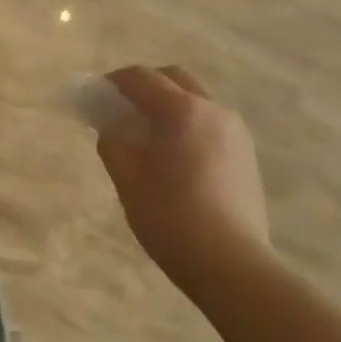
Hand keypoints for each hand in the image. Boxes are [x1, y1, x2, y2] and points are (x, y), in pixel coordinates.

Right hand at [97, 66, 272, 307]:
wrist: (231, 263)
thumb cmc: (171, 218)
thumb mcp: (128, 180)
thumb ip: (113, 143)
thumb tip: (112, 129)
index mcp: (182, 111)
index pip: (141, 78)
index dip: (113, 82)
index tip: (95, 95)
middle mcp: (213, 110)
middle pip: (174, 79)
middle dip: (145, 86)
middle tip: (121, 109)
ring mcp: (235, 131)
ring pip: (196, 101)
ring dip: (168, 105)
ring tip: (147, 135)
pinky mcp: (246, 154)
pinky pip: (210, 124)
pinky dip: (187, 124)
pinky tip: (174, 156)